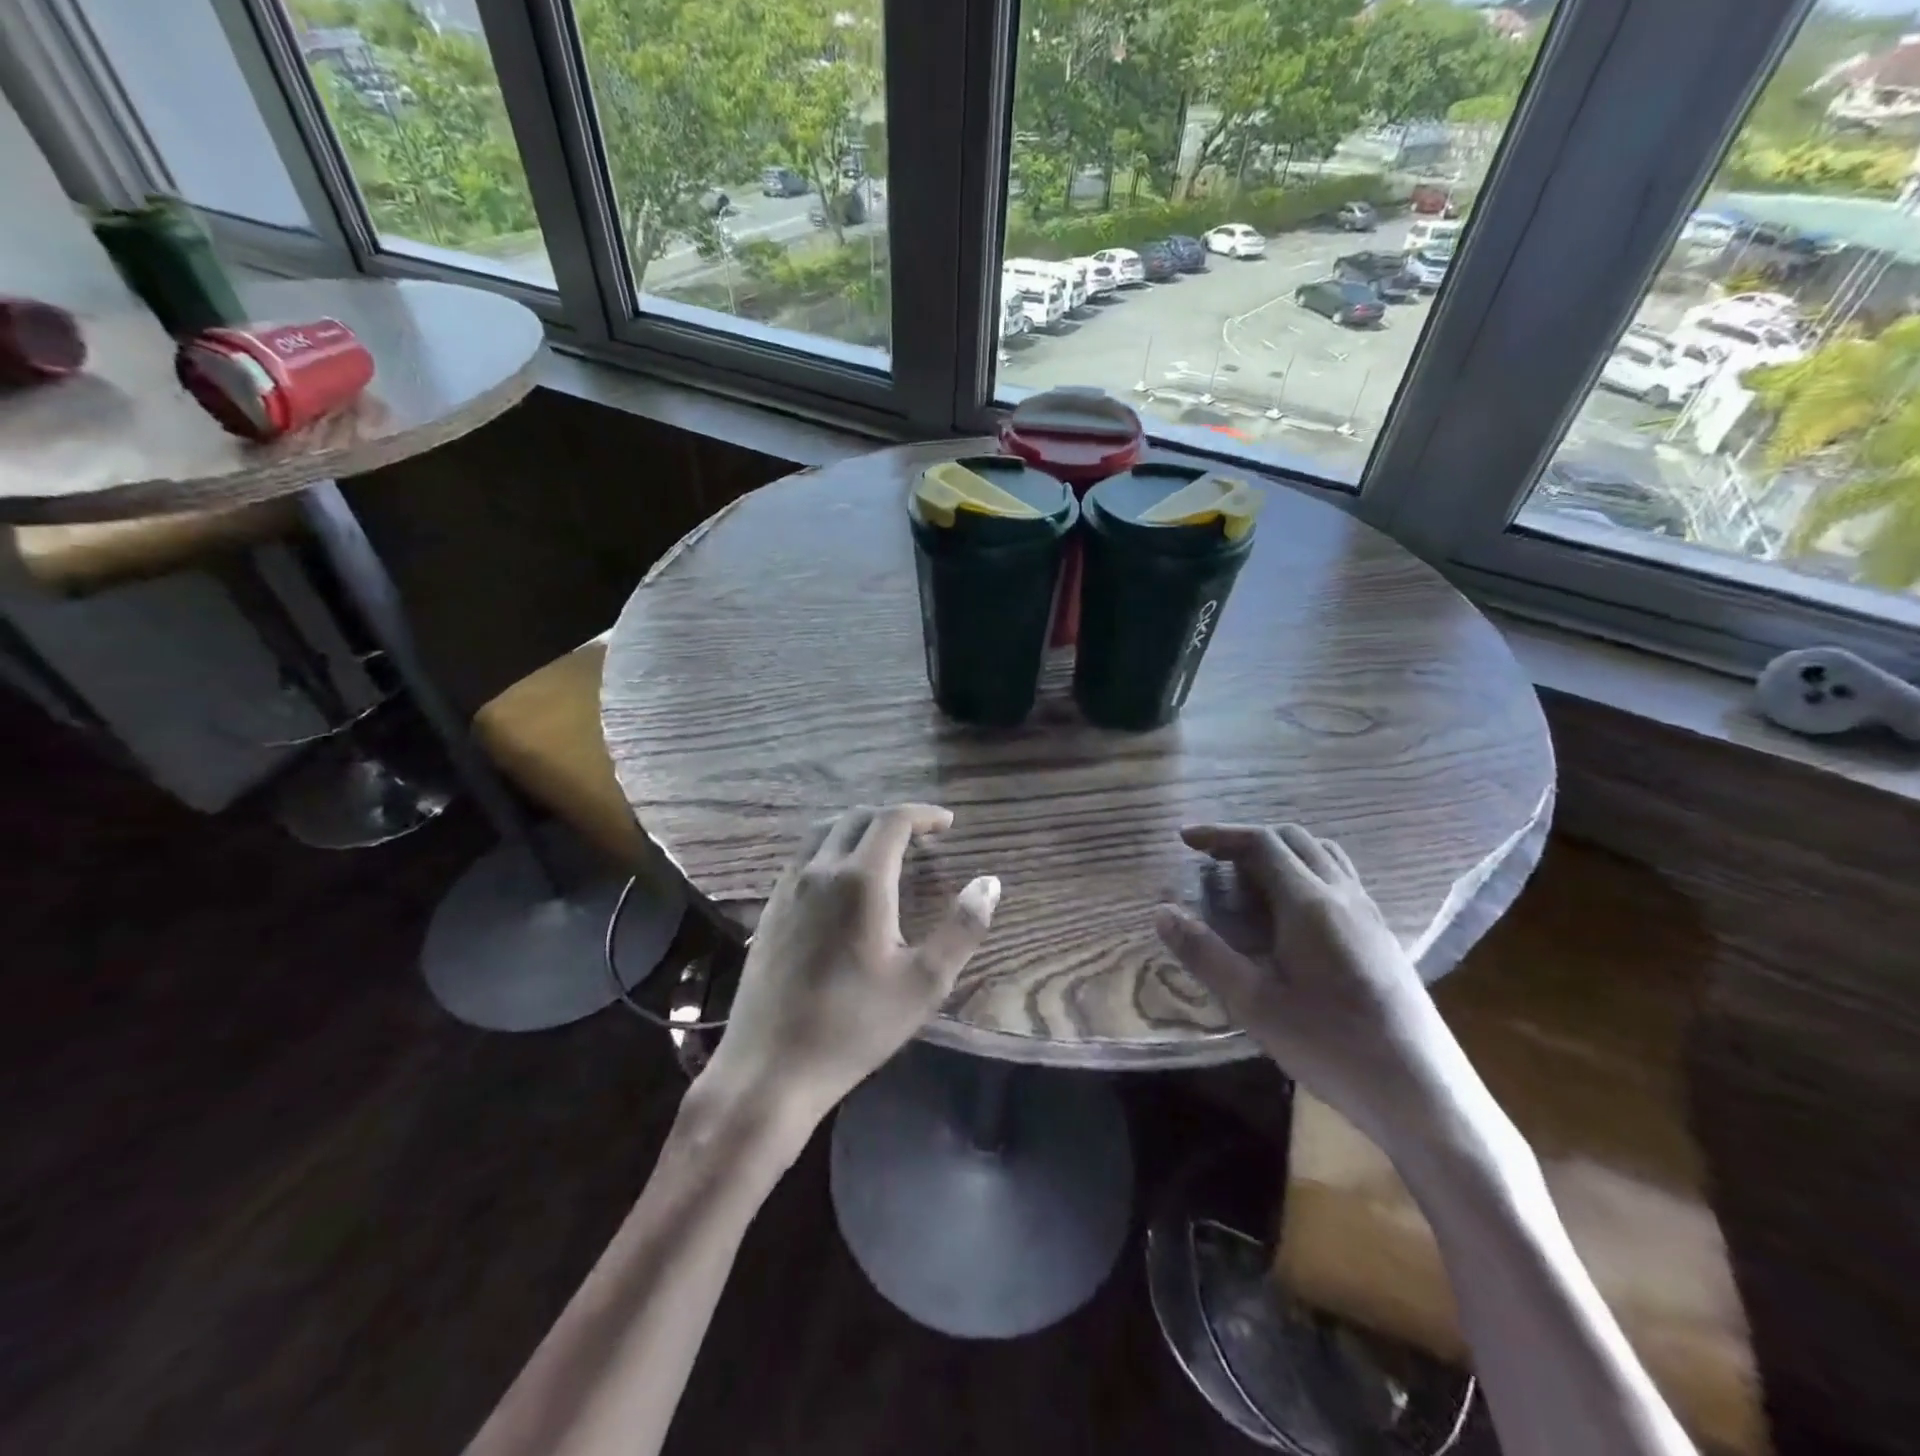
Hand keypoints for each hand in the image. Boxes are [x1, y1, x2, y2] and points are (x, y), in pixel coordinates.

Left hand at [694, 804, 1000, 1130]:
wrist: (770, 1067)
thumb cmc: (855, 1026)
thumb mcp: (924, 983)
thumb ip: (962, 928)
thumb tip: (990, 883)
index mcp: (861, 880)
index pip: (893, 820)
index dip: (924, 814)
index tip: (948, 824)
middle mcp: (820, 871)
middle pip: (856, 818)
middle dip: (893, 818)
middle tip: (922, 837)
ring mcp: (788, 888)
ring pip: (823, 832)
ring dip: (858, 828)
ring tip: (884, 850)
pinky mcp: (769, 910)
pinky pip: (803, 858)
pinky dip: (830, 849)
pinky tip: (841, 882)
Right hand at [1153, 823, 1454, 1152]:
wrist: (1422, 1091)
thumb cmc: (1330, 1045)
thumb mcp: (1254, 1004)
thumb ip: (1205, 953)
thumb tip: (1162, 912)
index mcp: (1309, 903)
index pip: (1261, 843)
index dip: (1220, 834)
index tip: (1186, 838)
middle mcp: (1343, 895)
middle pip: (1294, 839)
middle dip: (1249, 840)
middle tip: (1213, 861)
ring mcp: (1369, 913)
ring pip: (1323, 855)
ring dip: (1282, 852)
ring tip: (1250, 880)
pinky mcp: (1382, 935)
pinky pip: (1340, 879)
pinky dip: (1306, 872)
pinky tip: (1292, 914)